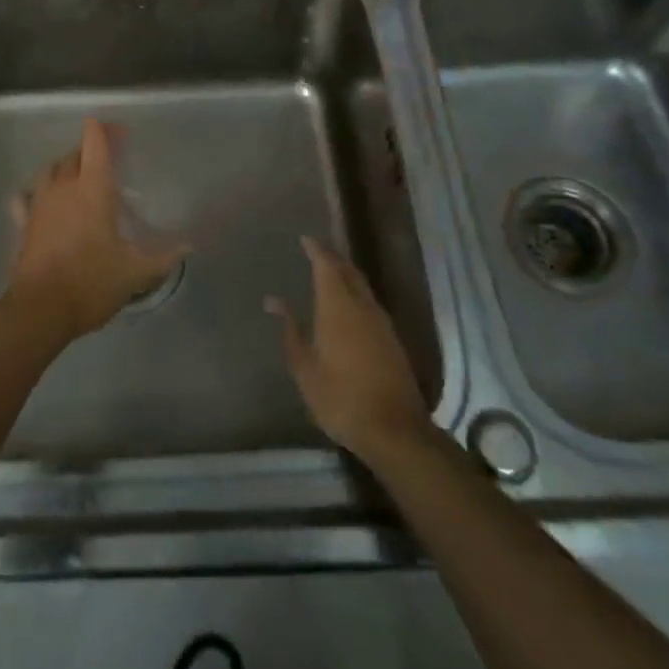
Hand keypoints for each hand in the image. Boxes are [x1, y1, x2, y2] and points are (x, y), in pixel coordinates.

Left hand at [6, 118, 188, 340]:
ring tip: (76, 175)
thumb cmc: (92, 282)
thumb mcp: (135, 271)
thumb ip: (163, 256)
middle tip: (107, 156)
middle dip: (89, 148)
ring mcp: (39, 203)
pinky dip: (34, 192)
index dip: (105, 130)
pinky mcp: (23, 223)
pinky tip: (40, 200)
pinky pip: (25, 197)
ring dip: (63, 166)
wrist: (40, 310)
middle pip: (73, 154)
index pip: (95, 143)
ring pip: (49, 170)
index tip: (120, 131)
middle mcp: (63, 187)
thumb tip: (189, 246)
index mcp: (93, 188)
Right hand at [267, 236, 431, 459]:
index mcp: (338, 307)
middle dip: (332, 258)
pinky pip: (370, 302)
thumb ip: (291, 330)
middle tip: (316, 252)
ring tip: (329, 273)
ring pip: (362, 286)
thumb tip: (273, 301)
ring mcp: (381, 322)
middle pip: (348, 271)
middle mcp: (362, 306)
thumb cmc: (341, 398)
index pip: (326, 265)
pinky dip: (355, 293)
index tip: (305, 239)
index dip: (316, 250)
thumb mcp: (305, 368)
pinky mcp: (392, 338)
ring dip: (346, 275)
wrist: (395, 430)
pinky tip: (347, 305)